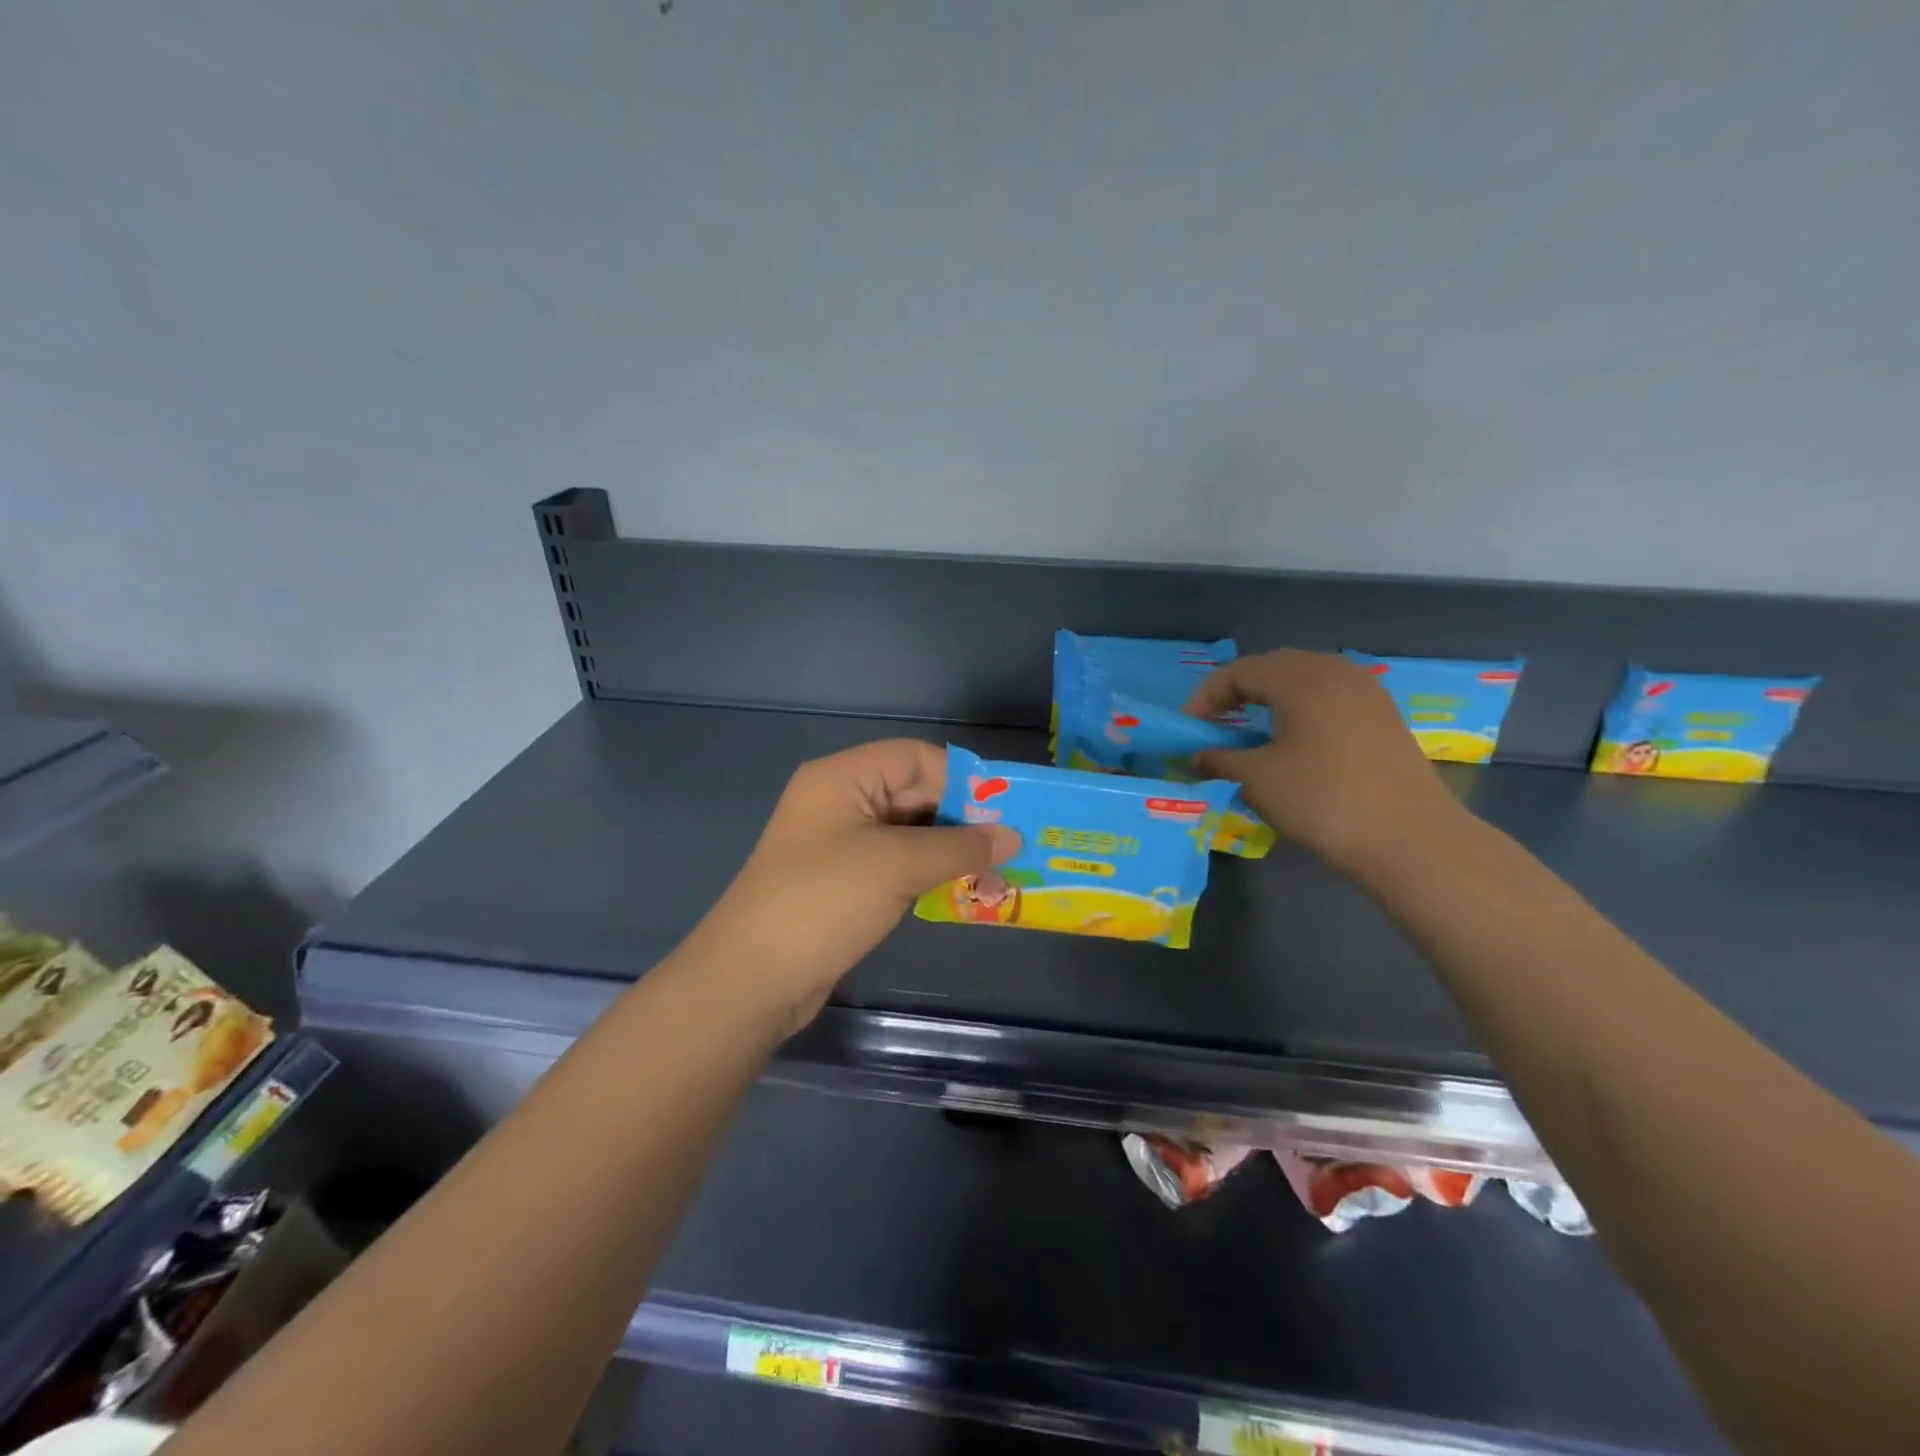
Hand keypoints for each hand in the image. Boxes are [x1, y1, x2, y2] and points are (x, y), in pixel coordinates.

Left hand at [688, 739, 1019, 1032]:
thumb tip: (1013, 836)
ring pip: (907, 831)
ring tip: (998, 869)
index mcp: (843, 777)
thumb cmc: (825, 901)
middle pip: (913, 793)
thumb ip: (959, 846)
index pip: (915, 758)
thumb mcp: (897, 865)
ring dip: (949, 849)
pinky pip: (895, 863)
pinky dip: (928, 872)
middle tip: (1012, 843)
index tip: (1007, 807)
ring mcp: (839, 843)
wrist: (753, 978)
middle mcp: (840, 800)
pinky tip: (962, 889)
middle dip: (961, 818)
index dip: (963, 778)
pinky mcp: (843, 881)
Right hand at [1185, 649, 1460, 876]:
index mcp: (1300, 677)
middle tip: (1215, 725)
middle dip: (1237, 694)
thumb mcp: (1256, 779)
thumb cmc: (1321, 799)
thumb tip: (1197, 757)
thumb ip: (1219, 759)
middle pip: (1273, 669)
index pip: (1239, 672)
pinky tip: (1293, 744)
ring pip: (1305, 683)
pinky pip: (1330, 700)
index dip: (1206, 697)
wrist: (1408, 838)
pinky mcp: (1384, 718)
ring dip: (1271, 702)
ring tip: (1250, 734)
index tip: (1187, 728)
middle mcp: (1335, 672)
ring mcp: (1366, 693)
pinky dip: (1301, 713)